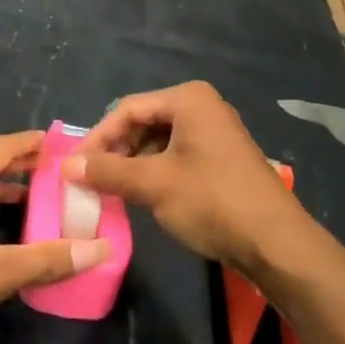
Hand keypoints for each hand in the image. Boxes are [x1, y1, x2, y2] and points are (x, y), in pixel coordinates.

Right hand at [67, 82, 308, 276]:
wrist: (277, 244)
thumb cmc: (212, 201)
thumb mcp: (154, 185)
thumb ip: (108, 172)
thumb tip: (66, 167)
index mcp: (188, 99)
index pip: (128, 109)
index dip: (98, 138)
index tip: (74, 165)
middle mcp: (202, 107)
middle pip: (143, 123)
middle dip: (115, 151)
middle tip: (89, 178)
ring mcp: (214, 134)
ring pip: (158, 142)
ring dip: (132, 164)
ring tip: (109, 189)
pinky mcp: (221, 160)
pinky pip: (176, 157)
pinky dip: (154, 173)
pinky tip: (139, 195)